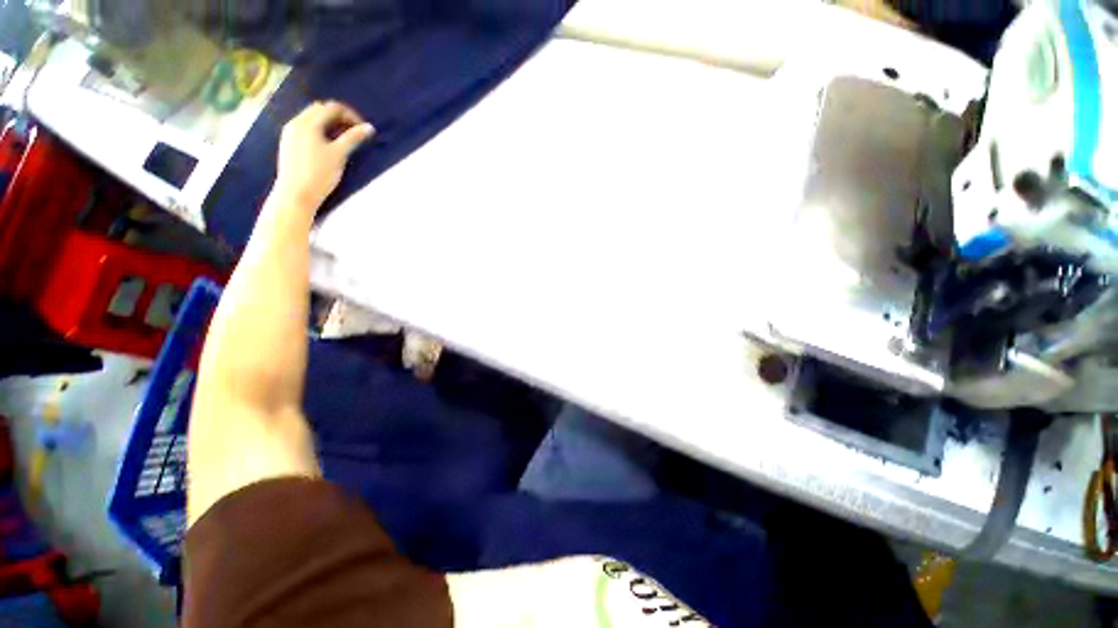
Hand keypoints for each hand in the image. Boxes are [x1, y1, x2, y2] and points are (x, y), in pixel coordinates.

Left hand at [274, 101, 374, 209]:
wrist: (296, 194)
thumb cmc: (319, 174)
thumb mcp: (339, 155)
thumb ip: (353, 138)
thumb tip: (369, 128)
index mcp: (308, 122)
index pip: (332, 107)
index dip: (350, 115)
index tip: (363, 130)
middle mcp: (296, 122)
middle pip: (320, 110)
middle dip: (339, 117)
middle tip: (354, 133)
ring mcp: (290, 132)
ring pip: (312, 119)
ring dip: (330, 124)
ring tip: (343, 141)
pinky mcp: (289, 143)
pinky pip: (306, 128)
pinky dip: (320, 131)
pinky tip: (328, 146)